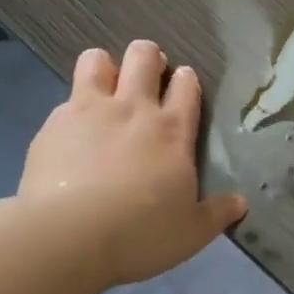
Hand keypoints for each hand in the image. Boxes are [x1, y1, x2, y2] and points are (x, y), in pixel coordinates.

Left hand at [20, 40, 246, 285]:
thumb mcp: (191, 233)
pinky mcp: (53, 124)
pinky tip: (71, 135)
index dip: (186, 80)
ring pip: (97, 60)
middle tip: (147, 79)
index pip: (186, 86)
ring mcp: (89, 111)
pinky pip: (66, 99)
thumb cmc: (140, 234)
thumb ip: (217, 214)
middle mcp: (133, 109)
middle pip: (143, 56)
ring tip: (106, 89)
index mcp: (173, 131)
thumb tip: (240, 204)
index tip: (184, 85)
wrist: (68, 236)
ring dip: (105, 67)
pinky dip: (73, 110)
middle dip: (148, 58)